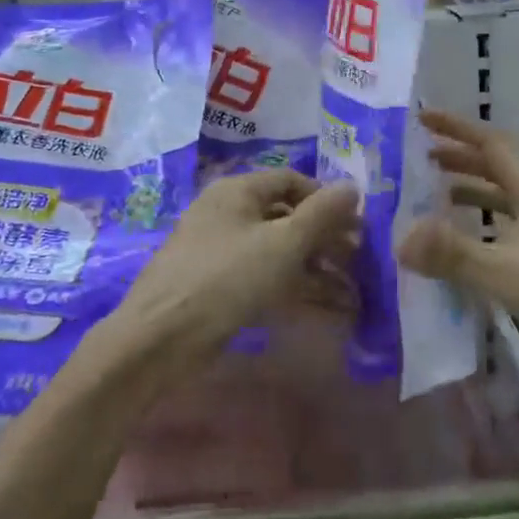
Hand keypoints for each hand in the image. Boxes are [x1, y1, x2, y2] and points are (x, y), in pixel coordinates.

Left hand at [111, 171, 360, 374]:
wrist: (160, 338)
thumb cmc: (226, 279)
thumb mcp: (283, 244)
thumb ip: (322, 214)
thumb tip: (353, 186)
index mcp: (237, 190)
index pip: (291, 180)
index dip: (326, 198)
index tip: (356, 225)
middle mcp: (226, 212)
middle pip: (284, 215)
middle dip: (324, 237)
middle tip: (358, 261)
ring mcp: (219, 249)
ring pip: (276, 249)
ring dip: (314, 267)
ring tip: (351, 291)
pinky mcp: (216, 284)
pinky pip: (263, 275)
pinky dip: (292, 286)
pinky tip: (322, 307)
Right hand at [397, 110, 518, 384]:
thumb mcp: (511, 273)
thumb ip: (455, 254)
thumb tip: (399, 237)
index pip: (492, 144)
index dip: (457, 127)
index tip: (423, 116)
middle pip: (500, 169)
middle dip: (460, 159)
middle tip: (421, 160)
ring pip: (508, 202)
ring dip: (474, 194)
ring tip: (437, 200)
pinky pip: (515, 232)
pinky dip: (489, 230)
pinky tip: (475, 252)